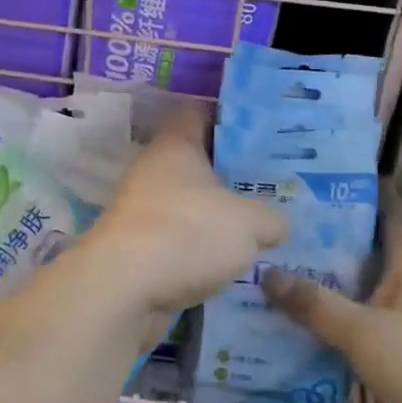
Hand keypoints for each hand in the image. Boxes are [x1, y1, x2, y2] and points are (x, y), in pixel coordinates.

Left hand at [82, 105, 286, 318]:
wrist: (125, 289)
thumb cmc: (188, 232)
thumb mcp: (250, 222)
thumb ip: (270, 218)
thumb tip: (276, 225)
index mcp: (176, 145)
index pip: (198, 114)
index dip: (228, 119)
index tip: (261, 133)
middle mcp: (154, 171)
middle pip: (197, 164)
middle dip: (231, 176)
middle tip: (273, 187)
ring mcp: (142, 211)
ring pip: (189, 205)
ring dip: (216, 218)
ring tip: (260, 230)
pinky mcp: (138, 250)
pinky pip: (179, 241)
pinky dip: (201, 251)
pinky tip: (232, 264)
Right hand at [263, 194, 401, 402]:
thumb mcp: (358, 333)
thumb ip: (313, 303)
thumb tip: (267, 273)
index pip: (387, 207)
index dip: (355, 194)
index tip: (316, 188)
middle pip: (383, 243)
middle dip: (342, 239)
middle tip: (296, 235)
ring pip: (389, 278)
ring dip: (354, 277)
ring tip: (307, 273)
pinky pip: (397, 308)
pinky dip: (369, 306)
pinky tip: (340, 319)